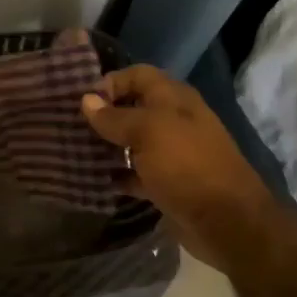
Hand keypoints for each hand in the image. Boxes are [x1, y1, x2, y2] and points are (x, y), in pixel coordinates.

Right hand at [81, 65, 270, 268]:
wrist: (225, 221)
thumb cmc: (186, 165)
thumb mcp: (148, 132)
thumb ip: (115, 117)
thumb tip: (86, 100)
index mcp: (175, 99)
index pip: (138, 75)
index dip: (111, 82)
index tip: (83, 102)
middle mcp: (174, 121)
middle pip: (133, 107)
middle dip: (104, 114)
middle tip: (71, 126)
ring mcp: (171, 154)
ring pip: (132, 141)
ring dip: (107, 145)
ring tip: (75, 151)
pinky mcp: (166, 183)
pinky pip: (135, 173)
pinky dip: (116, 174)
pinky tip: (94, 179)